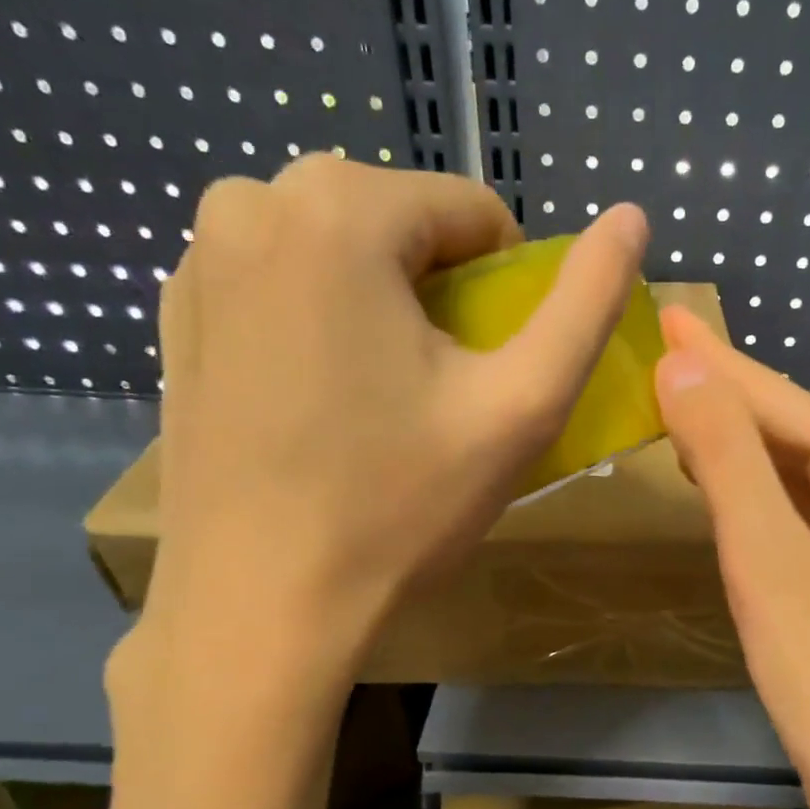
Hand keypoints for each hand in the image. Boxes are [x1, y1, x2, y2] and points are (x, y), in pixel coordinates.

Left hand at [138, 158, 649, 691]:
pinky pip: (283, 282)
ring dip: (384, 300)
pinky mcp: (176, 314)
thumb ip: (586, 305)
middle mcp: (252, 203)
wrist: (261, 604)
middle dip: (441, 291)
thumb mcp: (522, 405)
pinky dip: (323, 318)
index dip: (508, 288)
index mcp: (338, 210)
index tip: (495, 367)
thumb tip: (633, 219)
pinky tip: (325, 399)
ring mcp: (201, 258)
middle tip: (444, 387)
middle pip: (402, 222)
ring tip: (386, 394)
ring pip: (340, 246)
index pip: (472, 212)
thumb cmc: (399, 505)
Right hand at [653, 306, 809, 808]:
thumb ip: (724, 456)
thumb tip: (681, 363)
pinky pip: (793, 510)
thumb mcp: (767, 556)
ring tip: (673, 407)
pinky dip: (748, 491)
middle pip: (786, 427)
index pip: (778, 398)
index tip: (663, 315)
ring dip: (731, 440)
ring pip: (788, 469)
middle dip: (722, 394)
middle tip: (656, 359)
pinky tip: (716, 484)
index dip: (714, 359)